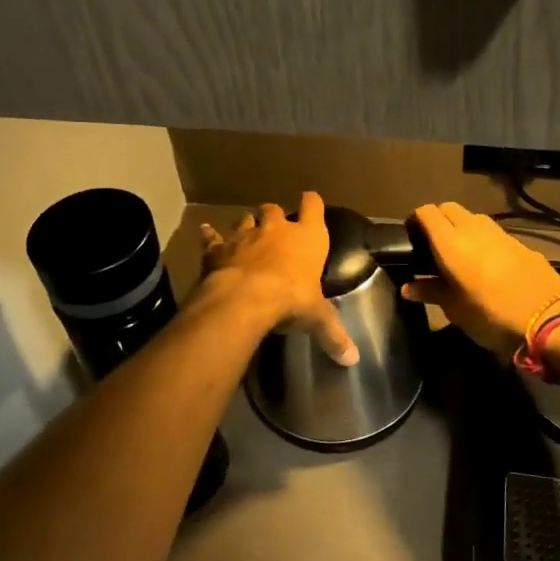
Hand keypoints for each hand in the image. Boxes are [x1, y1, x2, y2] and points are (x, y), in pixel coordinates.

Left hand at [199, 191, 357, 365]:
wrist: (244, 299)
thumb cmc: (291, 299)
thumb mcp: (317, 318)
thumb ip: (334, 334)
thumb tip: (353, 359)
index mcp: (307, 238)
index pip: (313, 207)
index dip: (312, 203)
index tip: (310, 201)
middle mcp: (276, 229)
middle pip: (274, 209)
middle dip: (274, 215)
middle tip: (275, 227)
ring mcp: (244, 236)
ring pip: (245, 220)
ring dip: (246, 225)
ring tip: (246, 234)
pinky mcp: (218, 249)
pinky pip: (213, 238)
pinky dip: (210, 236)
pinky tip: (205, 231)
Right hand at [401, 202, 559, 357]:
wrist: (548, 320)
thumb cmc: (490, 316)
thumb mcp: (455, 310)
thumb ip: (430, 292)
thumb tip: (408, 287)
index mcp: (451, 243)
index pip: (426, 213)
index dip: (416, 220)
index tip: (411, 238)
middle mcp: (474, 229)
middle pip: (449, 208)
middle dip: (438, 219)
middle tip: (433, 245)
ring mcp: (501, 234)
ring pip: (473, 218)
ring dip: (462, 227)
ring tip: (460, 253)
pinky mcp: (521, 244)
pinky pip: (495, 233)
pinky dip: (484, 240)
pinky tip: (488, 264)